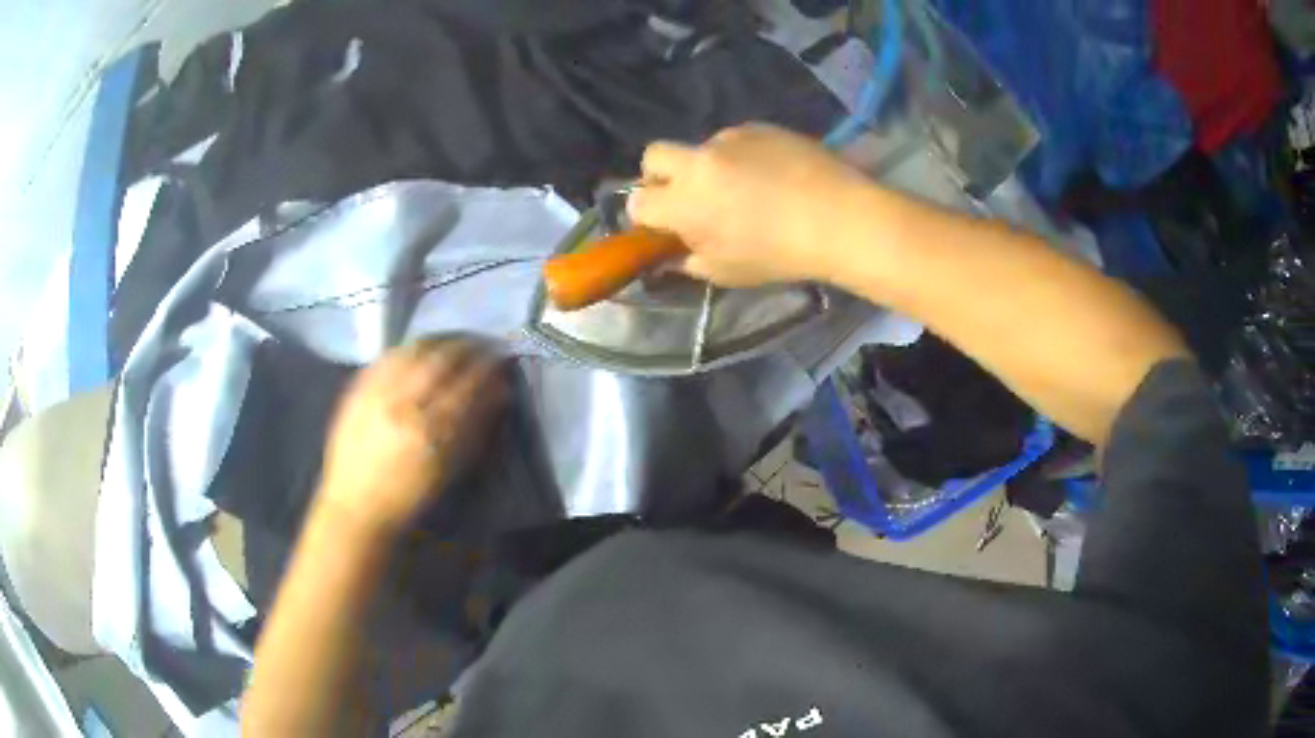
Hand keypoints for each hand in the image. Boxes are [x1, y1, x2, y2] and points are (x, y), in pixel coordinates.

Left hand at [315, 339, 507, 537]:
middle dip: (466, 346)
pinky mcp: (357, 389)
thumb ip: (476, 429)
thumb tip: (500, 393)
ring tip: (451, 342)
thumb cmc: (408, 497)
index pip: (467, 383)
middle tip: (480, 342)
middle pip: (441, 359)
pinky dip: (407, 349)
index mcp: (431, 429)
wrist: (355, 505)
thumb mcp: (449, 470)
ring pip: (413, 351)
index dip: (487, 366)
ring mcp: (377, 392)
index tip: (500, 357)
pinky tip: (416, 350)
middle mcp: (404, 403)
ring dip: (437, 341)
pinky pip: (386, 357)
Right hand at [627, 124, 871, 286]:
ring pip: (700, 148)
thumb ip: (687, 261)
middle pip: (653, 155)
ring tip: (747, 189)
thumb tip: (671, 255)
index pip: (638, 201)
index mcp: (683, 201)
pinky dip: (741, 156)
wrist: (840, 217)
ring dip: (708, 166)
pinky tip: (771, 175)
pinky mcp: (760, 126)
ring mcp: (730, 138)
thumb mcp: (726, 272)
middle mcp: (698, 160)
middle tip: (687, 196)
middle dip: (658, 175)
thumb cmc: (780, 254)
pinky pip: (735, 140)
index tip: (664, 225)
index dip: (646, 215)